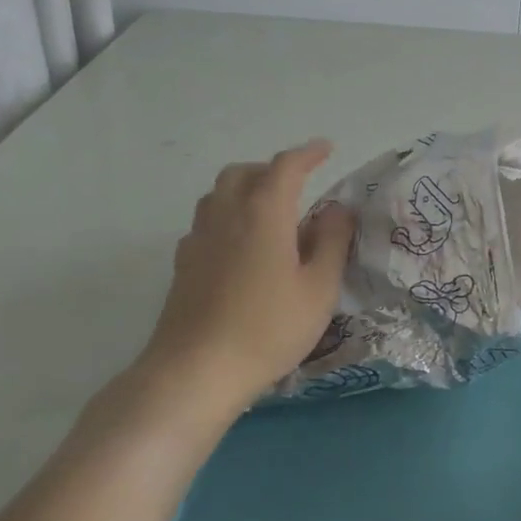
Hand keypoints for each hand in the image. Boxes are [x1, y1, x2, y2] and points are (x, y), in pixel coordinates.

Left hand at [137, 141, 354, 413]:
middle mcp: (227, 215)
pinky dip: (228, 217)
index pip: (286, 166)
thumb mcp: (319, 288)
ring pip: (219, 194)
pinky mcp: (183, 265)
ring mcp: (198, 239)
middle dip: (272, 170)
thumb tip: (337, 210)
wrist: (195, 372)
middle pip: (244, 172)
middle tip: (298, 185)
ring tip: (270, 212)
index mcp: (264, 213)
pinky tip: (241, 246)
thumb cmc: (268, 328)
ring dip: (246, 189)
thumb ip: (332, 242)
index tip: (326, 149)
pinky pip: (206, 222)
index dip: (308, 153)